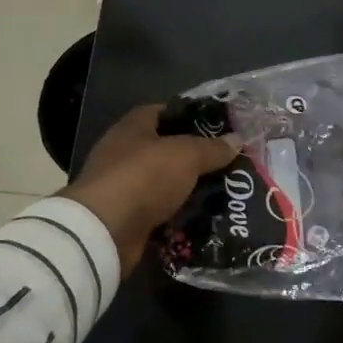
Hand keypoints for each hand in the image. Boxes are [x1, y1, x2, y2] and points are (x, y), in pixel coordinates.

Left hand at [57, 105, 239, 278]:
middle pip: (165, 149)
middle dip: (195, 156)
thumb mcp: (187, 155)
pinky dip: (178, 215)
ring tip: (223, 190)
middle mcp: (124, 153)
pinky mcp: (126, 218)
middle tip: (227, 161)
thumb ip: (212, 148)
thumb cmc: (144, 176)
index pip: (163, 112)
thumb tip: (237, 140)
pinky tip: (204, 217)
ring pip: (164, 183)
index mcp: (133, 127)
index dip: (190, 116)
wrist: (105, 231)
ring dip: (188, 188)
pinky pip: (160, 212)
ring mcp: (123, 187)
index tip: (218, 126)